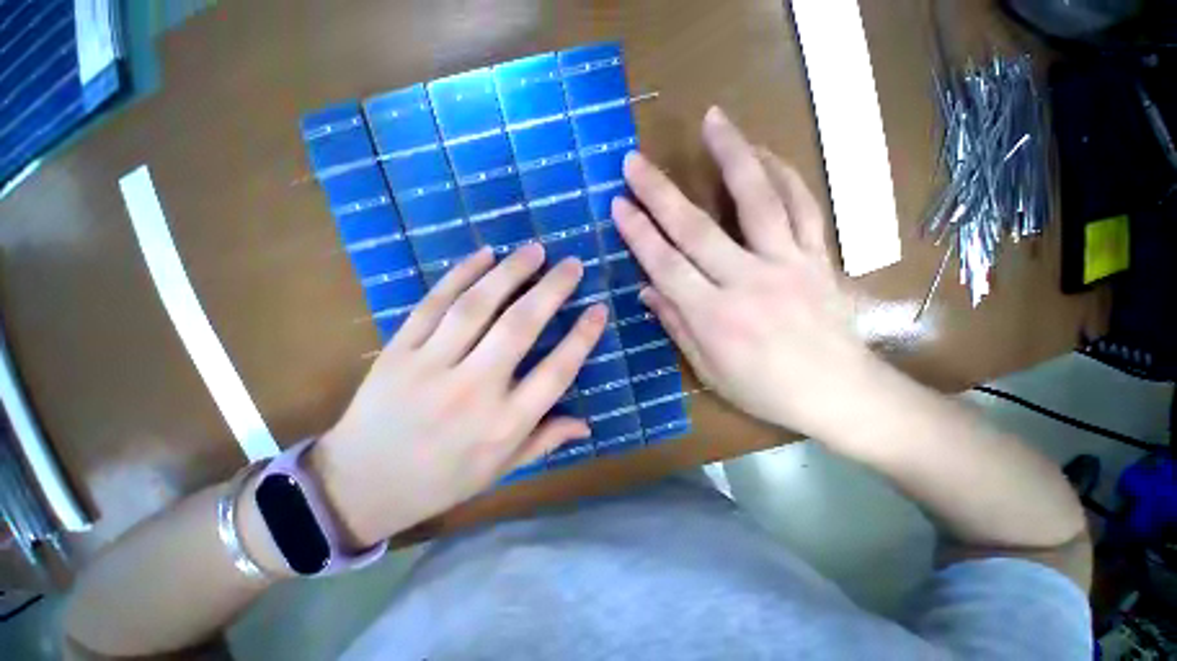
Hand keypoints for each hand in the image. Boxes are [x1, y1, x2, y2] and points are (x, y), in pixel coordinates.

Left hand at [308, 245, 607, 546]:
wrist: (358, 486)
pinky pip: (433, 304)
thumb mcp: (500, 470)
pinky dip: (461, 275)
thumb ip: (545, 441)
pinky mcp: (398, 351)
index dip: (582, 337)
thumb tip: (587, 424)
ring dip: (510, 272)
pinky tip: (484, 255)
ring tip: (534, 250)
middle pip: (520, 328)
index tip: (599, 309)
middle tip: (571, 264)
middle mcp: (473, 391)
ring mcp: (431, 366)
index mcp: (504, 424)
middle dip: (551, 290)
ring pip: (477, 307)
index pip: (556, 372)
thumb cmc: (440, 480)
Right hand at [613, 107, 880, 439]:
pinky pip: (802, 206)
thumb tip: (647, 290)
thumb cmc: (765, 390)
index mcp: (714, 318)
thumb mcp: (708, 369)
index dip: (638, 233)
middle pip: (696, 228)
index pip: (665, 265)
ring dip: (733, 155)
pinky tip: (763, 152)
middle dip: (659, 193)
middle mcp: (747, 283)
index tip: (618, 204)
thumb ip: (676, 324)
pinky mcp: (817, 257)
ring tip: (714, 120)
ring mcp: (787, 264)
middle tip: (635, 162)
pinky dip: (784, 173)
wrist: (840, 394)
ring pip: (758, 200)